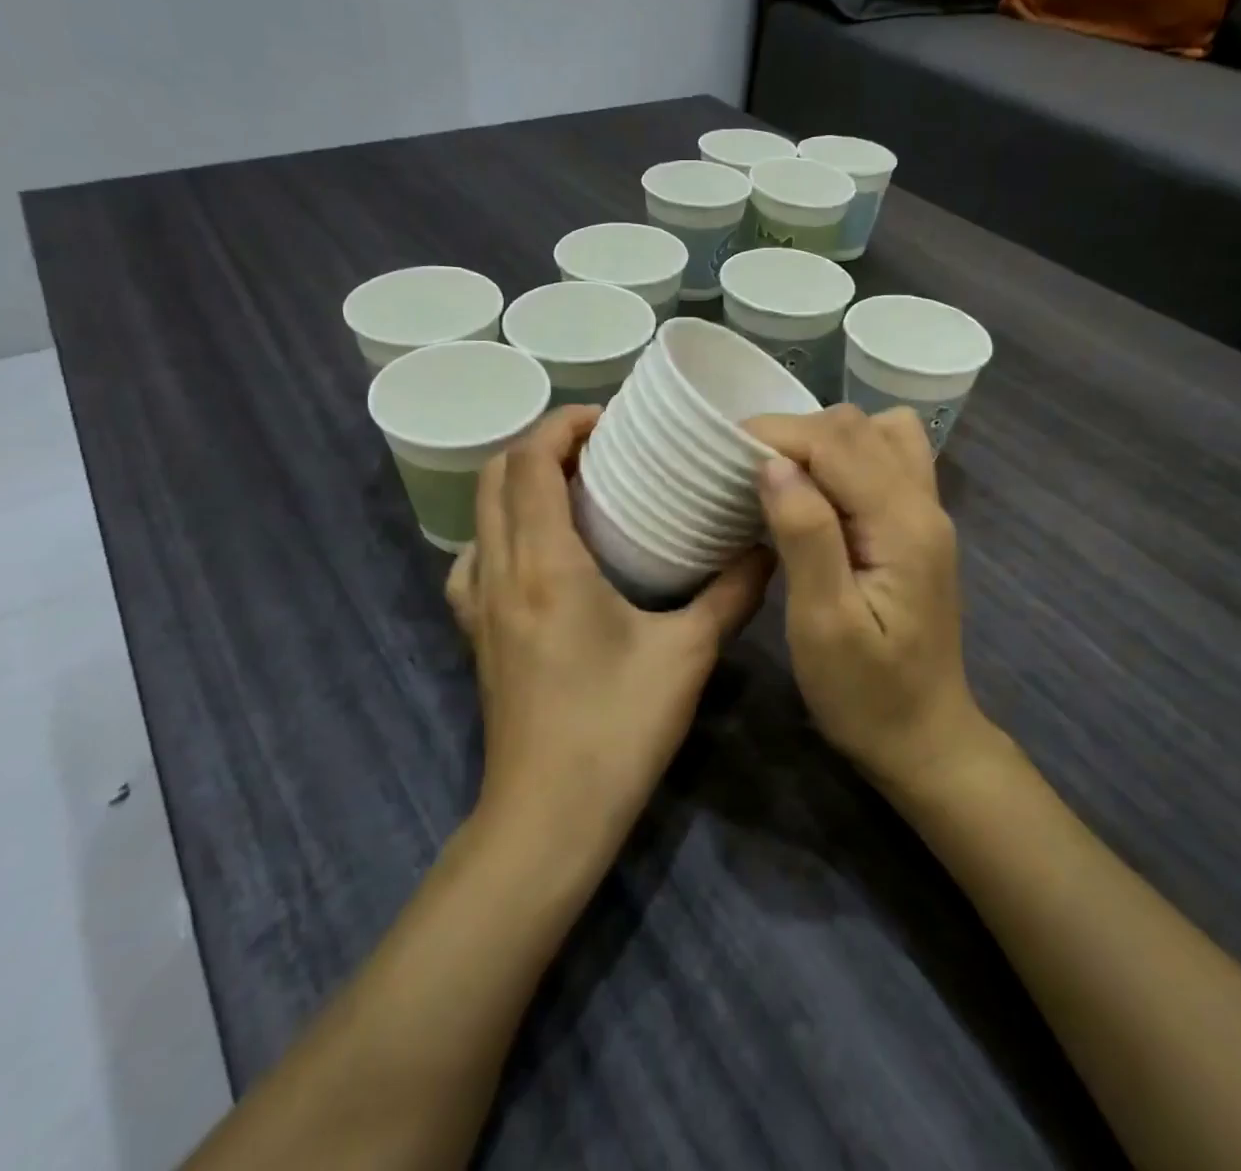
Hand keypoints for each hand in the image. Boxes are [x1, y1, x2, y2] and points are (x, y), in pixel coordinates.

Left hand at [447, 407, 772, 842]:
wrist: (548, 819)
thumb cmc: (616, 730)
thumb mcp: (686, 655)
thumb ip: (731, 595)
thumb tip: (767, 548)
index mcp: (545, 564)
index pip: (530, 462)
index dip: (562, 425)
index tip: (608, 420)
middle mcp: (499, 573)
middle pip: (496, 476)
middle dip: (541, 445)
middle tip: (600, 449)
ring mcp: (478, 606)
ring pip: (480, 516)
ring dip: (518, 486)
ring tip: (572, 491)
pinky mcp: (476, 635)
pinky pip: (473, 561)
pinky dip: (500, 533)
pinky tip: (539, 553)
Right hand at [746, 406, 985, 789]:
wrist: (925, 740)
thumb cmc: (866, 695)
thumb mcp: (824, 624)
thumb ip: (805, 536)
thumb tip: (774, 463)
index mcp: (903, 524)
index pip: (837, 441)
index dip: (776, 434)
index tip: (723, 453)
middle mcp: (924, 504)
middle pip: (858, 426)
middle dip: (794, 433)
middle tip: (744, 471)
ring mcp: (926, 513)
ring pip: (877, 433)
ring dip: (823, 439)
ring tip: (782, 476)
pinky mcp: (916, 528)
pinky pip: (886, 459)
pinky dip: (845, 456)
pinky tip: (818, 493)